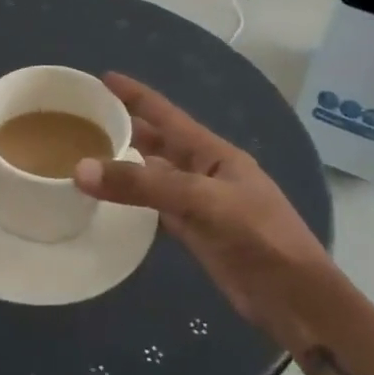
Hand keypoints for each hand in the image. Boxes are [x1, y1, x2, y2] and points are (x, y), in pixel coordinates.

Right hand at [73, 73, 336, 348]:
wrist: (293, 296)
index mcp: (213, 152)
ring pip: (153, 176)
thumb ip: (143, 186)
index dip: (135, 95)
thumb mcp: (201, 201)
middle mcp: (203, 171)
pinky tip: (109, 201)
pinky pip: (155, 208)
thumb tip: (81, 169)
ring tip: (86, 156)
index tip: (102, 78)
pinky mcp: (194, 233)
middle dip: (124, 128)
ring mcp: (199, 203)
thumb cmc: (257, 235)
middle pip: (157, 142)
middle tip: (81, 121)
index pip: (166, 114)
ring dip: (124, 165)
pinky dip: (132, 202)